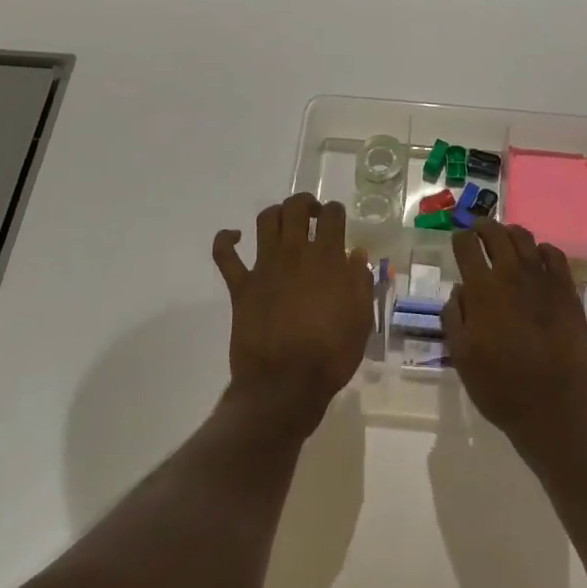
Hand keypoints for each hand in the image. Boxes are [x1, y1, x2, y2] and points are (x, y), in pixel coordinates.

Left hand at [213, 194, 371, 433]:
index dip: (335, 212)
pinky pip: (225, 255)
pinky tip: (233, 237)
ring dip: (275, 214)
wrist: (286, 383)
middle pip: (295, 208)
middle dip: (305, 204)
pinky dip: (225, 240)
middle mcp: (295, 254)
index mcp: (328, 259)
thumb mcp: (361, 319)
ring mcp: (264, 267)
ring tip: (283, 223)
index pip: (332, 216)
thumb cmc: (331, 354)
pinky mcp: (240, 286)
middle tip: (311, 216)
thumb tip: (356, 253)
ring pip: (265, 221)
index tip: (337, 221)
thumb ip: (360, 281)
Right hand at [442, 220, 586, 441]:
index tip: (458, 239)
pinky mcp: (567, 291)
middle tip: (478, 229)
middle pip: (497, 234)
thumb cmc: (500, 386)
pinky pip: (555, 256)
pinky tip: (538, 257)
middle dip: (484, 227)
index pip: (467, 247)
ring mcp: (544, 280)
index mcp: (482, 290)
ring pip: (526, 239)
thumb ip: (455, 316)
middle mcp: (512, 275)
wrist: (553, 407)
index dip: (460, 239)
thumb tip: (460, 290)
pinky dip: (542, 249)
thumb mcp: (461, 356)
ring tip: (506, 237)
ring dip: (511, 233)